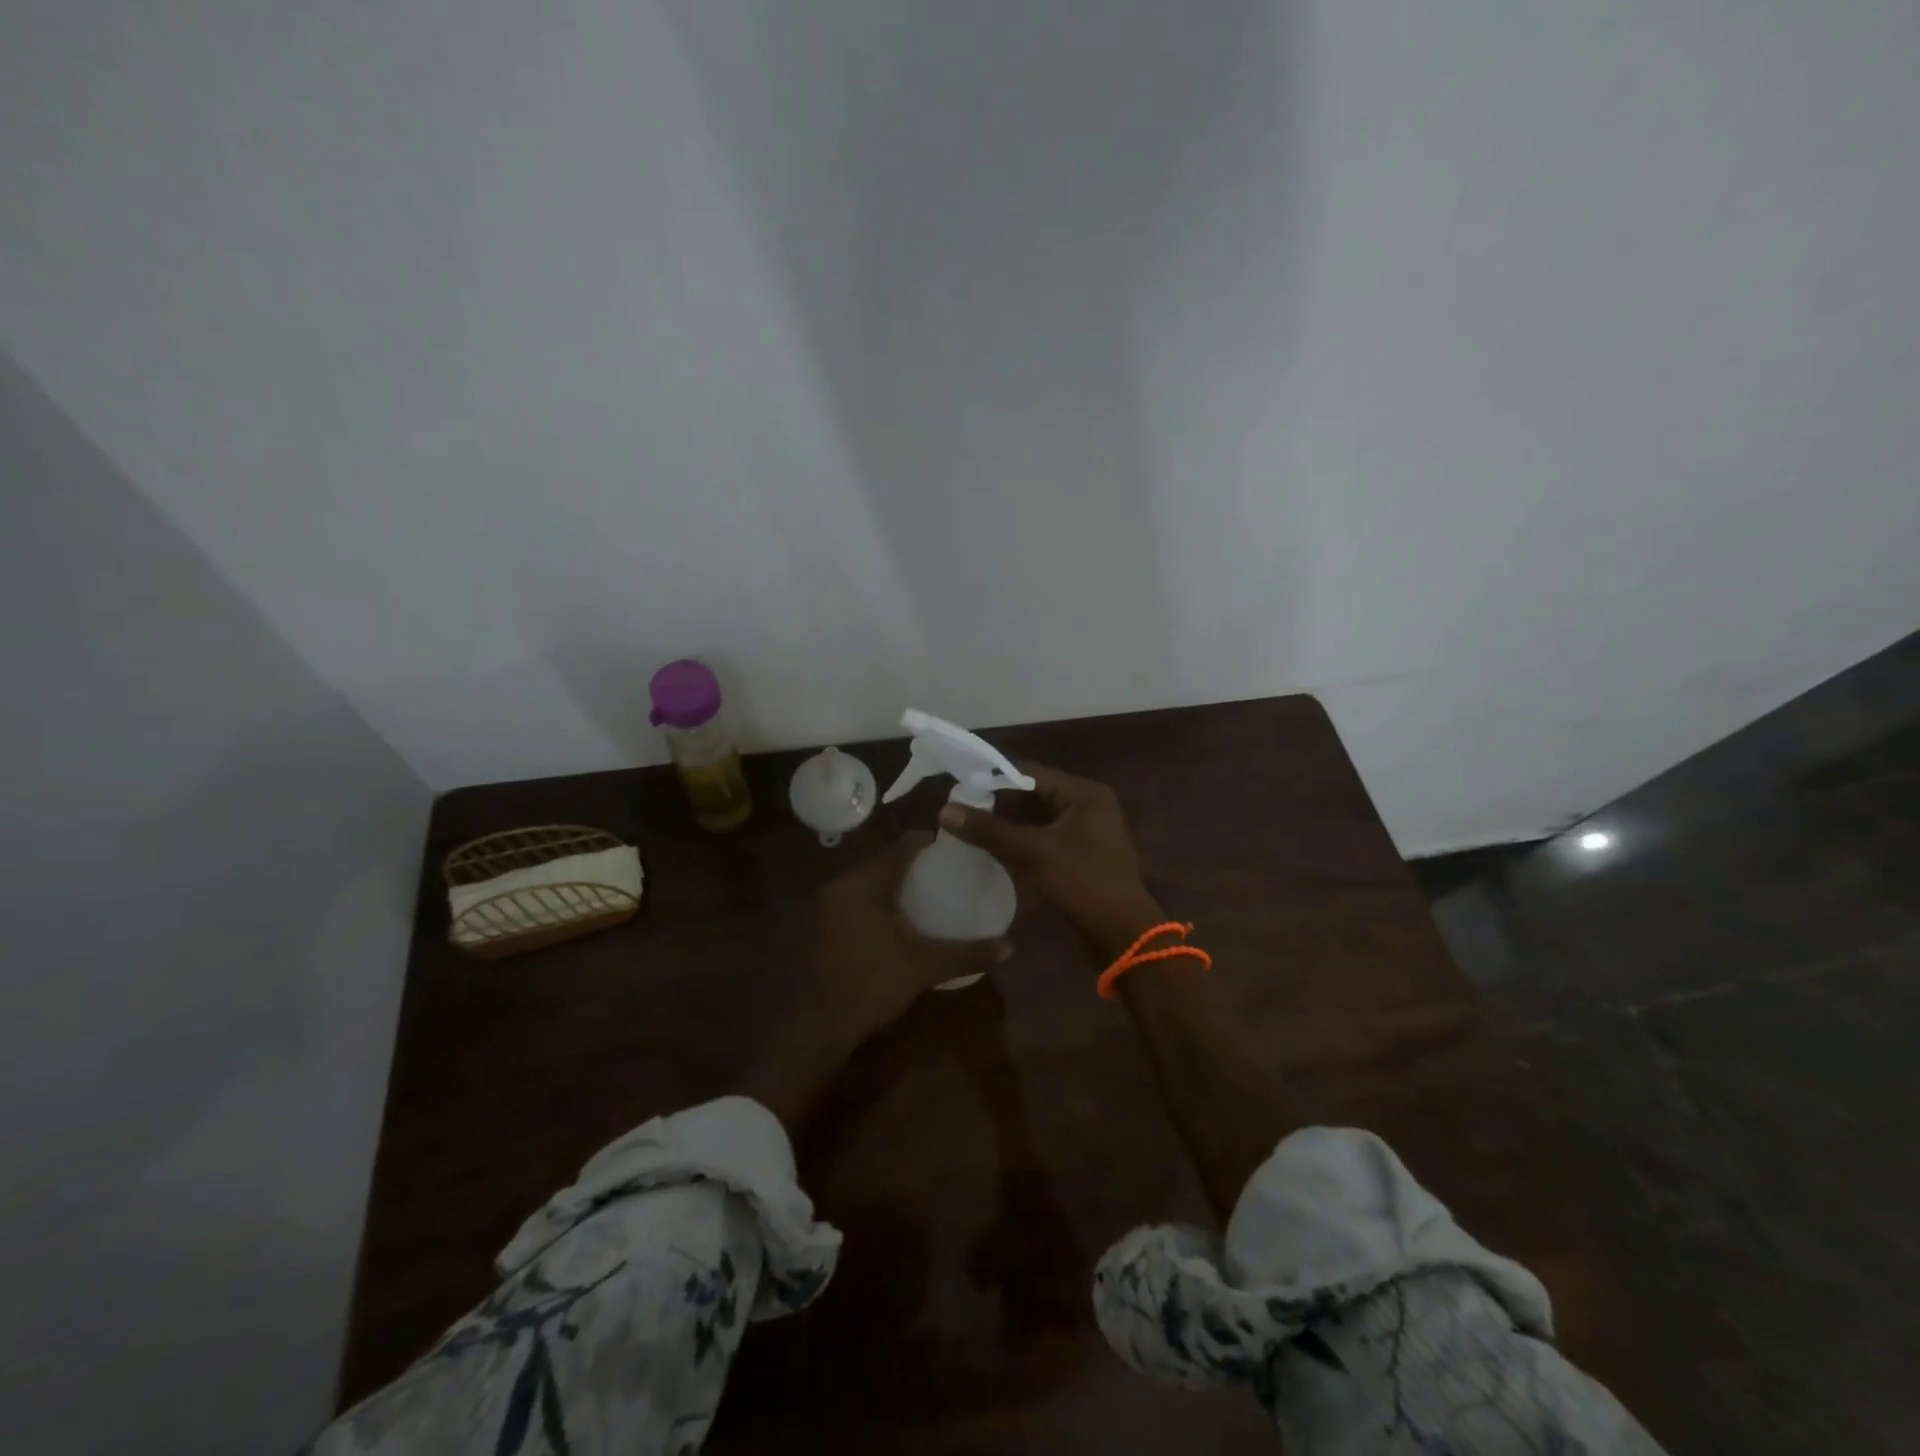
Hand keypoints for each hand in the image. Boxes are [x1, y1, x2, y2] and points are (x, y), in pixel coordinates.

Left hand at [806, 837, 1002, 1045]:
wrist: (821, 1025)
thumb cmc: (873, 984)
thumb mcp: (925, 966)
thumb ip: (967, 952)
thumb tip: (1010, 946)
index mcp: (865, 884)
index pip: (902, 846)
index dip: (930, 842)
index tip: (955, 849)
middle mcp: (843, 884)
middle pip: (885, 860)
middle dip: (916, 863)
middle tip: (948, 871)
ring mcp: (830, 904)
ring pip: (871, 879)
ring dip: (897, 881)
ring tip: (930, 891)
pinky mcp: (825, 922)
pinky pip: (860, 896)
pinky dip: (882, 898)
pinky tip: (902, 915)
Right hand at [938, 763, 1164, 960]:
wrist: (1122, 933)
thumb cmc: (1083, 882)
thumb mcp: (1033, 852)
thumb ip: (989, 830)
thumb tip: (944, 810)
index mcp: (1084, 792)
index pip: (1030, 772)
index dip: (993, 779)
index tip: (959, 789)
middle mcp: (1088, 803)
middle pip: (1033, 793)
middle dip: (998, 802)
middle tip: (960, 809)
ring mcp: (1087, 830)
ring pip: (1038, 817)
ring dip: (1008, 822)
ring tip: (970, 826)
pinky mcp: (1082, 853)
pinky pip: (1045, 836)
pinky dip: (1021, 839)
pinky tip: (993, 847)